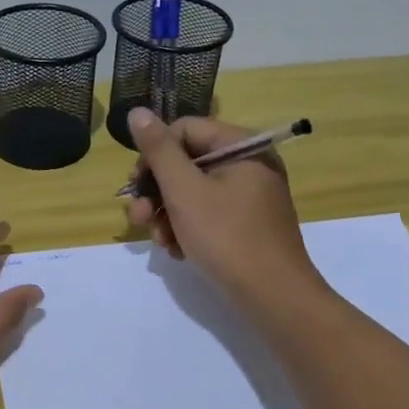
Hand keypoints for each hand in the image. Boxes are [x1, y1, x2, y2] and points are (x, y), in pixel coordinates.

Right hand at [124, 108, 320, 299]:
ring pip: (193, 191)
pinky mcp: (247, 223)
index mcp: (242, 146)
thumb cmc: (226, 237)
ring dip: (167, 214)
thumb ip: (159, 150)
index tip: (135, 185)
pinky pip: (208, 213)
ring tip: (159, 241)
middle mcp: (249, 164)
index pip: (184, 130)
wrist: (273, 297)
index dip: (154, 155)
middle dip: (157, 191)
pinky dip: (187, 228)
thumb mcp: (184, 191)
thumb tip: (137, 111)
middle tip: (138, 217)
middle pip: (187, 162)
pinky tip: (177, 251)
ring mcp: (250, 195)